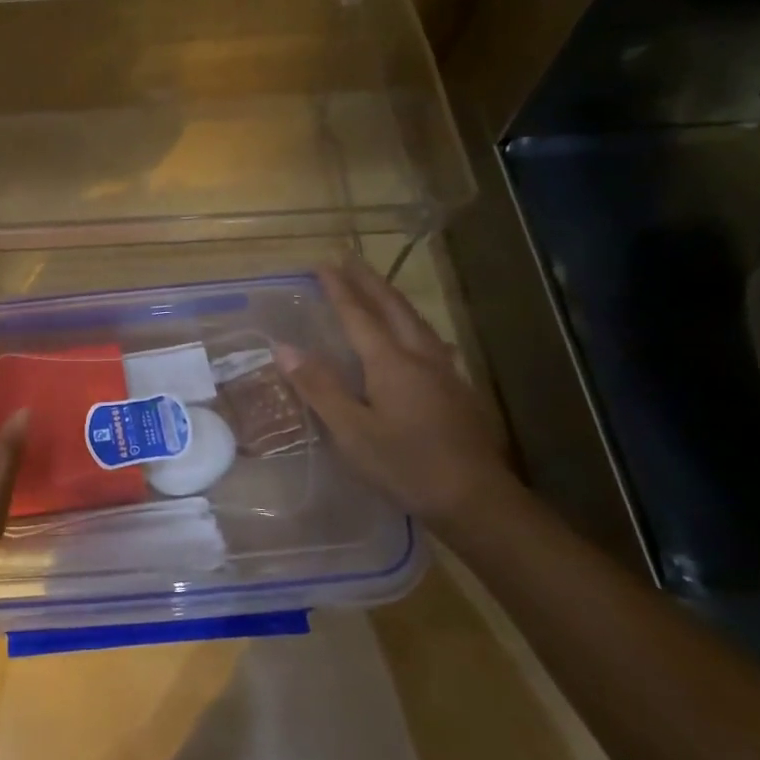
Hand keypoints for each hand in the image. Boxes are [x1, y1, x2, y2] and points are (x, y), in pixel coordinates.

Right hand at [278, 260, 510, 521]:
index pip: (359, 316)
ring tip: (378, 289)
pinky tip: (417, 338)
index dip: (339, 289)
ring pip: (416, 322)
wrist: (476, 498)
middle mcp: (420, 357)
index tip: (322, 265)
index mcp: (391, 363)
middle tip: (350, 261)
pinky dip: (412, 325)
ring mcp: (445, 372)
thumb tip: (283, 347)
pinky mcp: (457, 390)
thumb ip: (319, 387)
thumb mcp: (351, 431)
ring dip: (393, 300)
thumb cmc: (405, 465)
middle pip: (393, 308)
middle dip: (370, 282)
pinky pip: (430, 341)